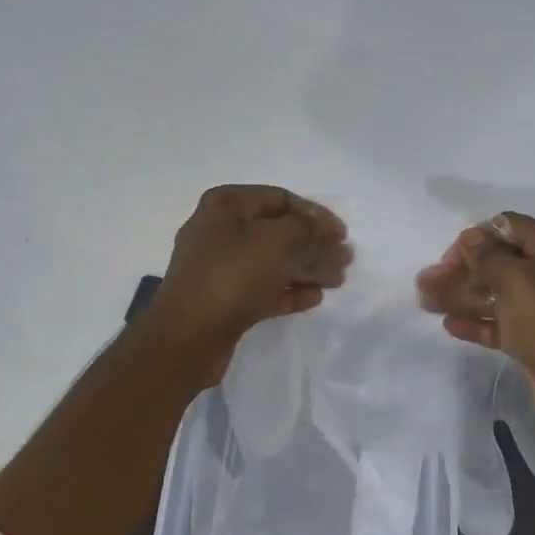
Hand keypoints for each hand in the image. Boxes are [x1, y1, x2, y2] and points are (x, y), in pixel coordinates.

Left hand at [148, 185, 350, 379]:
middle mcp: (221, 232)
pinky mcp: (226, 301)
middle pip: (279, 232)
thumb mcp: (275, 241)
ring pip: (274, 262)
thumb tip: (323, 227)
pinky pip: (264, 289)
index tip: (342, 234)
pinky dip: (290, 291)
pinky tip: (316, 298)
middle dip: (314, 244)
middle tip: (346, 259)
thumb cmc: (232, 276)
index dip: (315, 214)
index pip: (280, 198)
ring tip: (338, 280)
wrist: (189, 336)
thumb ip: (306, 227)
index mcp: (226, 206)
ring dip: (307, 268)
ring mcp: (222, 268)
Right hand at [416, 212, 534, 441]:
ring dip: (462, 296)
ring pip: (497, 295)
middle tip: (425, 287)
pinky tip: (450, 325)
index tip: (446, 262)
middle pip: (498, 262)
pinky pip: (502, 323)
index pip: (507, 228)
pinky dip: (477, 322)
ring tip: (427, 304)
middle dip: (461, 271)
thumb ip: (488, 256)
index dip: (474, 240)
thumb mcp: (518, 280)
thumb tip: (471, 237)